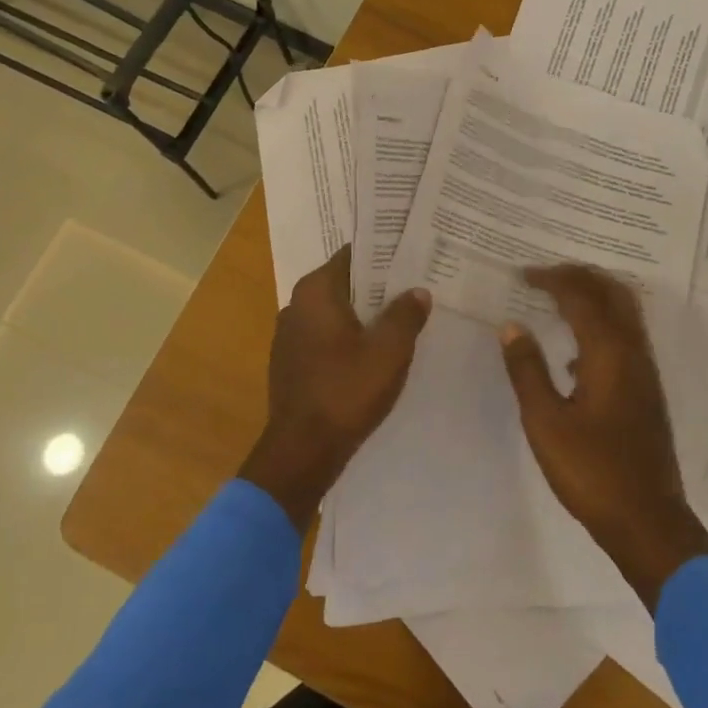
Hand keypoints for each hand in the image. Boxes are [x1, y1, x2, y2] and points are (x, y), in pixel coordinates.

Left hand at [238, 245, 431, 530]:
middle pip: (345, 283)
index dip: (384, 254)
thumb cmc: (346, 391)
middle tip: (416, 286)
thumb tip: (417, 291)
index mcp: (315, 291)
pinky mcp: (291, 364)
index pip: (353, 255)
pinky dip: (349, 338)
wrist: (302, 452)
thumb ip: (406, 314)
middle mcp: (296, 305)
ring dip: (364, 314)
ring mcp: (289, 336)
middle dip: (378, 286)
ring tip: (402, 317)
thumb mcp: (389, 350)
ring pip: (336, 312)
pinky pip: (326, 337)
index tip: (413, 255)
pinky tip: (374, 352)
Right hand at [501, 266, 707, 610]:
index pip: (580, 295)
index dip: (551, 278)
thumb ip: (527, 370)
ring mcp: (645, 370)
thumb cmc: (591, 471)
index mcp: (608, 352)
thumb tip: (511, 326)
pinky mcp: (647, 389)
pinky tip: (574, 352)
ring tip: (558, 299)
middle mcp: (633, 351)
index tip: (522, 274)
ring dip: (593, 295)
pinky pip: (626, 335)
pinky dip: (602, 323)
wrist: (648, 520)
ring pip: (624, 311)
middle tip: (543, 276)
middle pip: (611, 292)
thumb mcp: (545, 422)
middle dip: (578, 276)